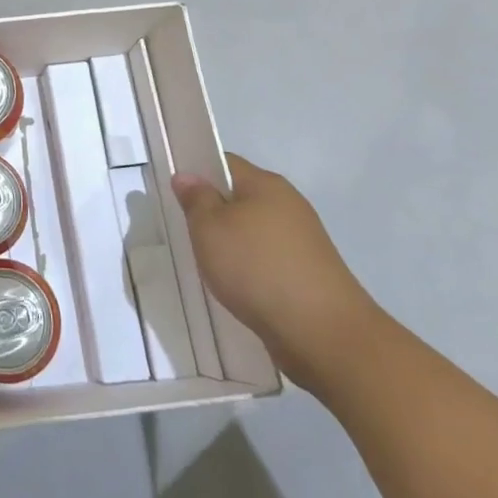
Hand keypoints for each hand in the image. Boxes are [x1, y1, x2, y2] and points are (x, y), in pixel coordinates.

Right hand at [172, 155, 379, 389]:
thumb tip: (187, 176)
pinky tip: (234, 287)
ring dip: (230, 244)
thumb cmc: (257, 268)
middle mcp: (288, 205)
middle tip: (183, 230)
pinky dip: (248, 269)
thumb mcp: (210, 228)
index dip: (196, 172)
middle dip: (212, 212)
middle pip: (239, 198)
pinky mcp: (308, 274)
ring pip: (252, 232)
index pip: (224, 163)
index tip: (173, 193)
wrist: (323, 334)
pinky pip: (267, 260)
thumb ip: (195, 199)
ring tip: (205, 263)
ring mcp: (302, 241)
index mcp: (266, 184)